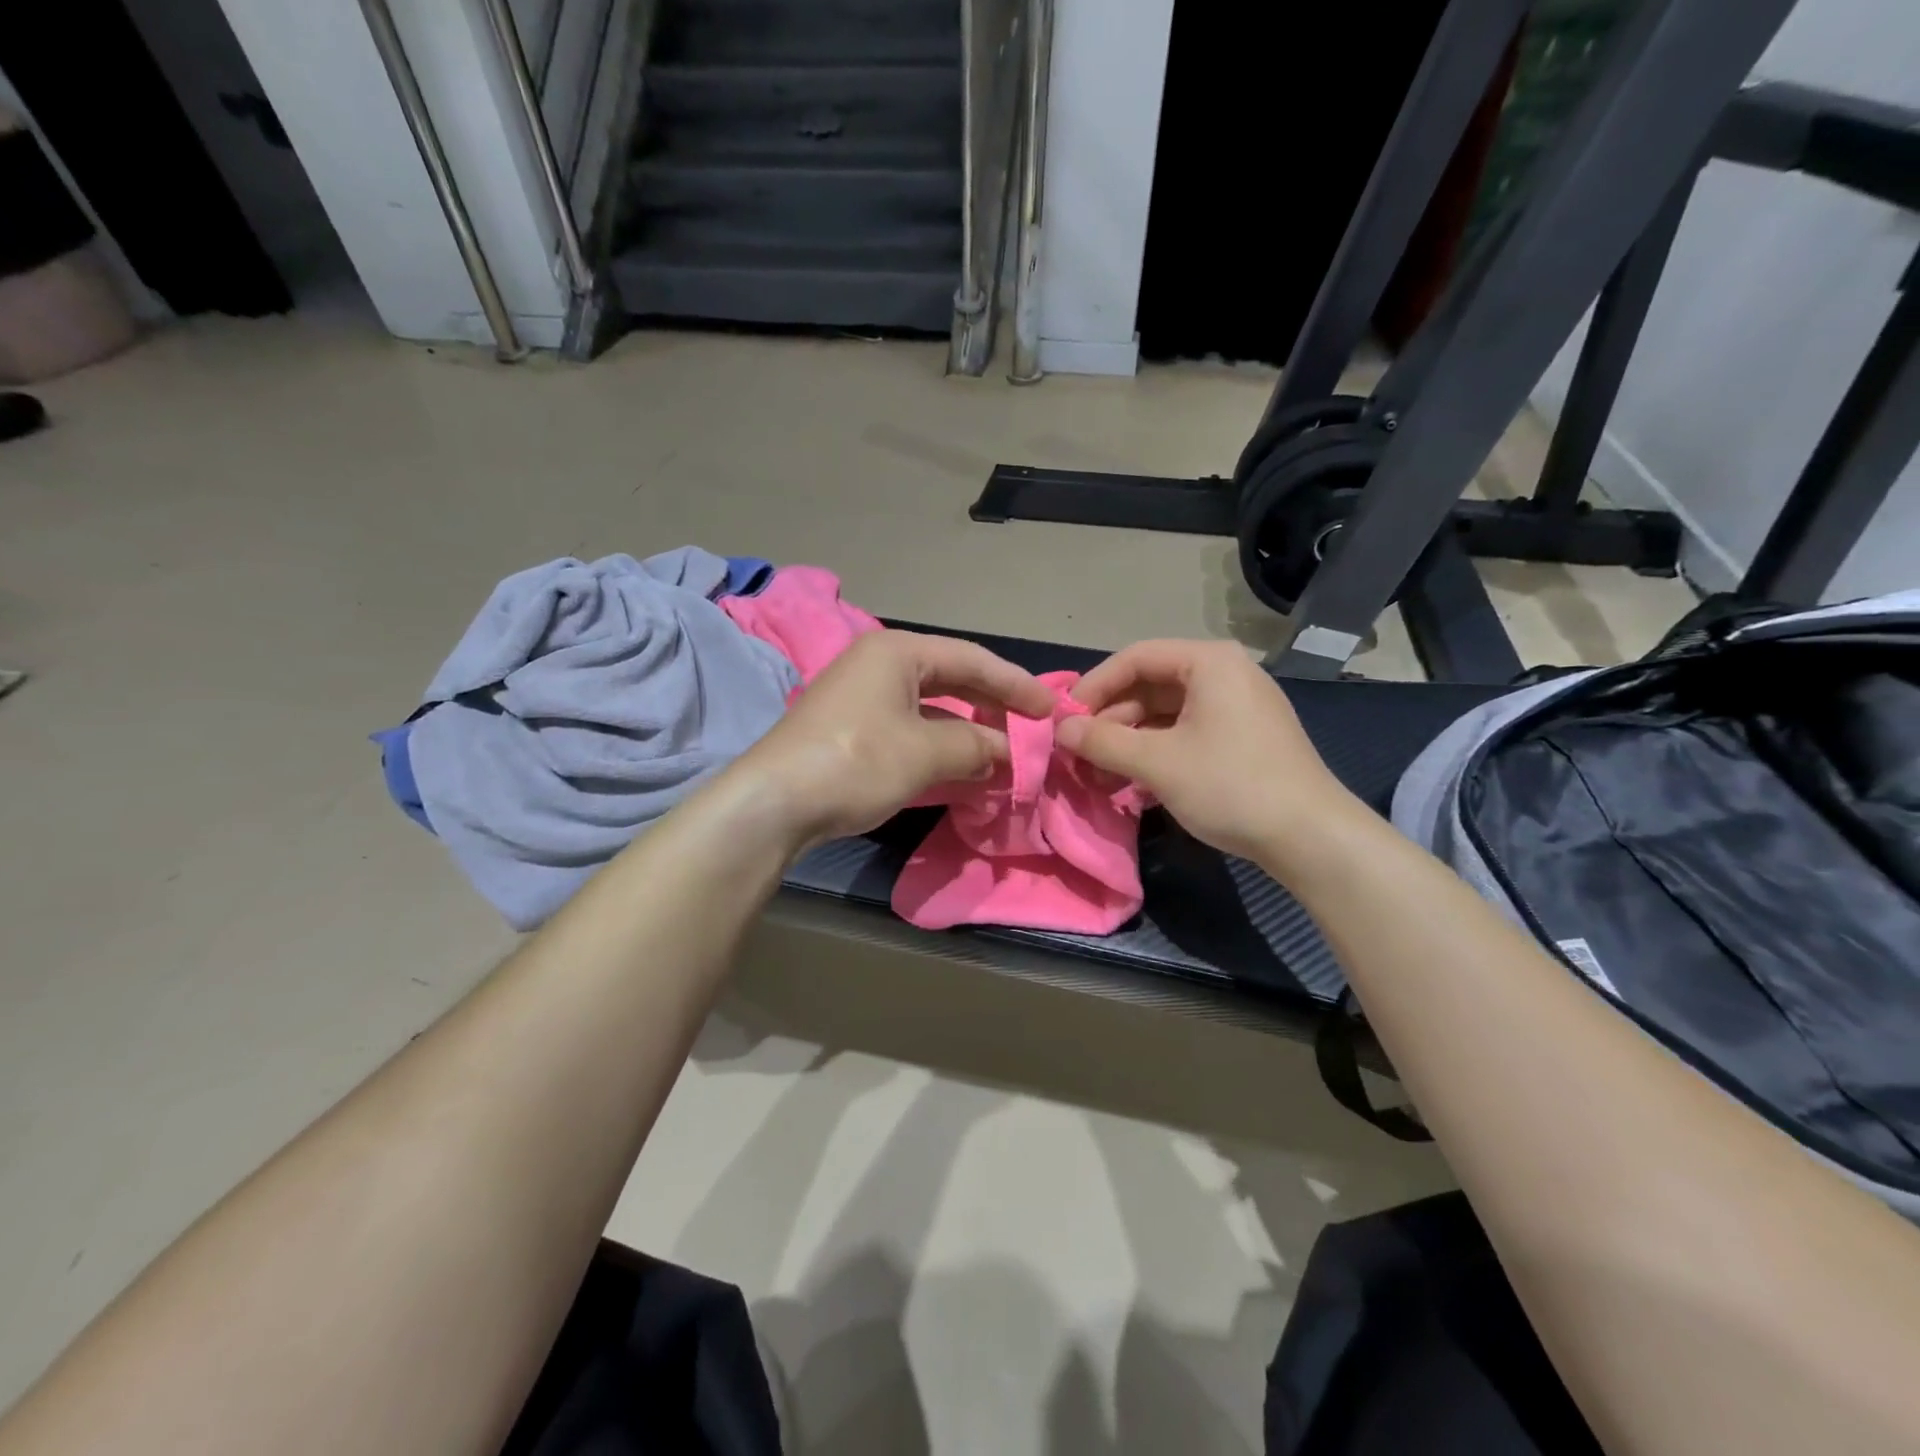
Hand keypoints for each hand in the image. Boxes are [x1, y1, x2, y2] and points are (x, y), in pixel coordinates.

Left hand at [734, 630, 1054, 847]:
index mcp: (897, 652)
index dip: (1016, 685)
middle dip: (993, 707)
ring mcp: (862, 698)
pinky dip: (940, 747)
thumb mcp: (926, 752)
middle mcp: (879, 665)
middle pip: (952, 679)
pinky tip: (963, 769)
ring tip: (1004, 755)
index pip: (972, 659)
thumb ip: (976, 746)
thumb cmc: (856, 762)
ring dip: (968, 732)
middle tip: (1031, 729)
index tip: (1050, 709)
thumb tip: (1007, 753)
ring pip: (931, 708)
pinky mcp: (852, 730)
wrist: (774, 804)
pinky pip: (910, 730)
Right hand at [1057, 639, 1359, 863]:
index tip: (1065, 719)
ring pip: (1164, 712)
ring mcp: (1236, 706)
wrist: (1310, 837)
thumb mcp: (1158, 763)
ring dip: (1128, 740)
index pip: (1135, 658)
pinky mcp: (1241, 737)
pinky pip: (1185, 732)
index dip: (1094, 686)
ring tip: (1100, 774)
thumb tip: (1059, 729)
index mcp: (1208, 662)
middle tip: (1079, 752)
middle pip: (1149, 684)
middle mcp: (1224, 673)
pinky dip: (1155, 751)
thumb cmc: (1230, 786)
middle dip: (1110, 719)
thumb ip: (1103, 741)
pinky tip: (1132, 781)